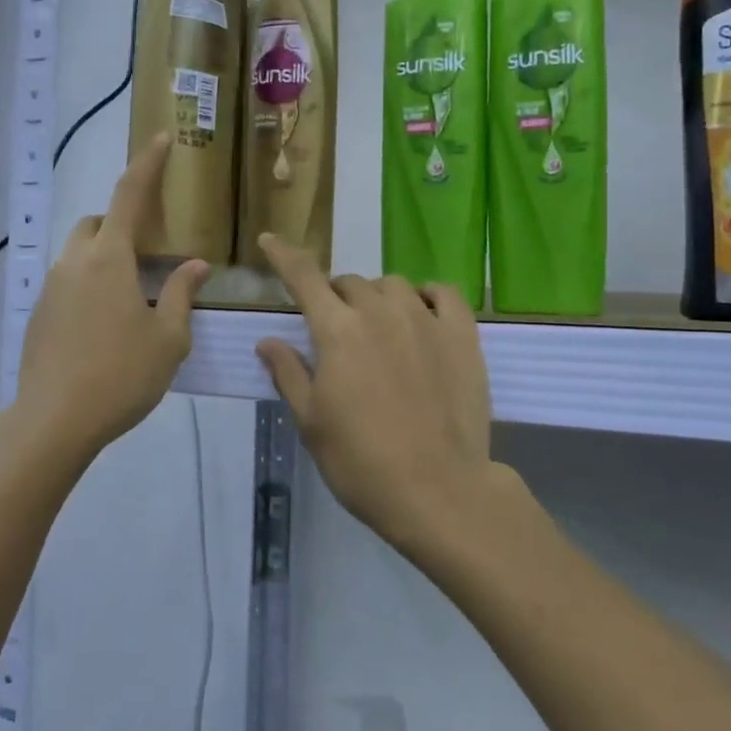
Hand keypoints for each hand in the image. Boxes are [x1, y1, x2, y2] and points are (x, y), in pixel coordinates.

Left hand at [10, 134, 208, 465]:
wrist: (54, 421)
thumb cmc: (121, 375)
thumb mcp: (168, 337)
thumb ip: (182, 294)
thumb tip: (194, 264)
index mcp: (109, 259)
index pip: (130, 196)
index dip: (147, 164)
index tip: (161, 138)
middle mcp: (75, 263)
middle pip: (96, 223)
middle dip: (121, 222)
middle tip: (150, 251)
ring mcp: (52, 289)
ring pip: (79, 253)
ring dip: (105, 256)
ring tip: (133, 293)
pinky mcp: (39, 315)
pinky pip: (68, 282)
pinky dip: (90, 284)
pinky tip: (107, 324)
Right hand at [255, 235, 500, 551]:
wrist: (438, 490)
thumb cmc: (361, 462)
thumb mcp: (311, 422)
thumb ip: (288, 373)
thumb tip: (267, 340)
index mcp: (337, 330)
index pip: (303, 277)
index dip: (283, 255)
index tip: (270, 240)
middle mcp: (379, 312)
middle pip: (349, 283)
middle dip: (334, 298)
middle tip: (335, 332)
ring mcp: (425, 319)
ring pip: (392, 285)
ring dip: (376, 298)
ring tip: (379, 329)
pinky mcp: (463, 334)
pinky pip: (443, 293)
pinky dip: (426, 295)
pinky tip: (422, 314)